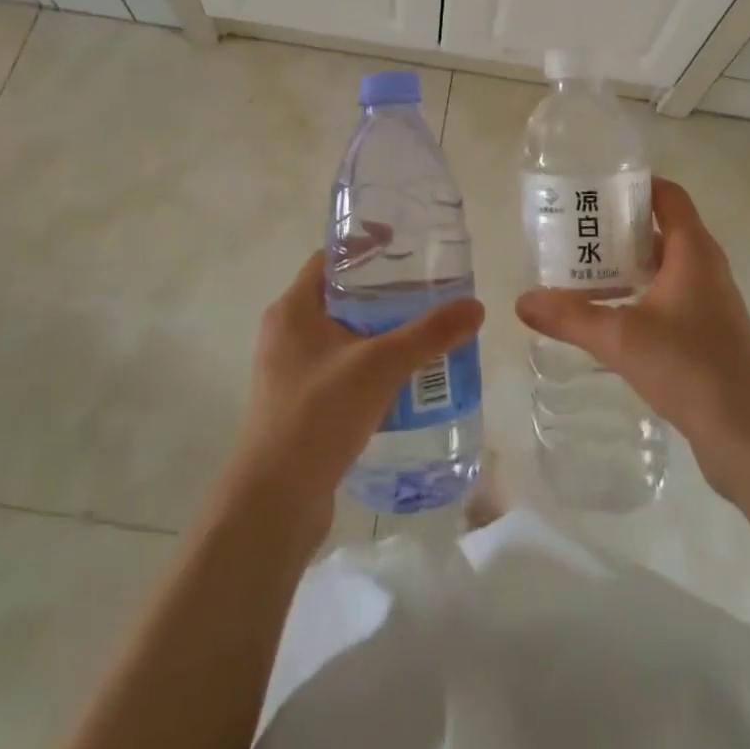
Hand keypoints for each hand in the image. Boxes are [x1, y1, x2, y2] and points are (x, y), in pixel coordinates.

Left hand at [220, 248, 484, 551]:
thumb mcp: (380, 365)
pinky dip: (367, 366)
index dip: (364, 246)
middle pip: (338, 296)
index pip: (329, 259)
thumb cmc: (318, 414)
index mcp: (292, 309)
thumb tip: (475, 307)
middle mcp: (285, 333)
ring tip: (420, 333)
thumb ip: (429, 334)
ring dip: (377, 332)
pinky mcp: (298, 405)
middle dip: (380, 293)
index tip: (402, 245)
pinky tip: (401, 381)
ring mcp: (289, 372)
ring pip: (340, 336)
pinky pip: (338, 370)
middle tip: (424, 292)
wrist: (274, 503)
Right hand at [516, 178, 749, 499]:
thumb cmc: (693, 368)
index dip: (634, 184)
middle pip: (660, 229)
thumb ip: (571, 317)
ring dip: (625, 264)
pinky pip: (667, 298)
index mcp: (693, 250)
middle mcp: (704, 268)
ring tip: (579, 270)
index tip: (593, 186)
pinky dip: (637, 295)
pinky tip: (606, 316)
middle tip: (572, 229)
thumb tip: (522, 301)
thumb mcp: (622, 338)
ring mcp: (709, 303)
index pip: (667, 195)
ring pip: (662, 267)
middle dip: (617, 227)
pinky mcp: (708, 335)